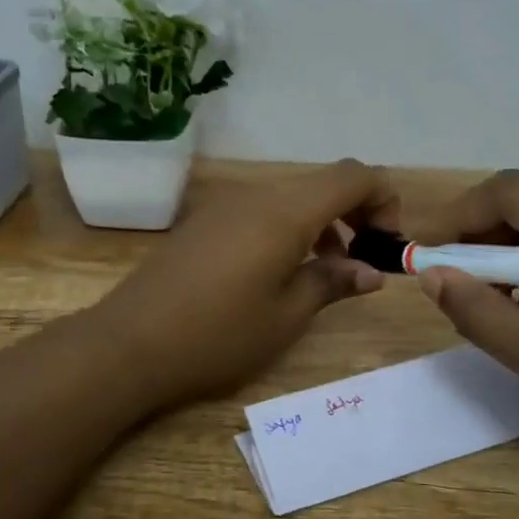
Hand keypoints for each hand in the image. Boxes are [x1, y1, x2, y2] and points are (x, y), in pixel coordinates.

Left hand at [95, 160, 396, 407]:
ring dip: (320, 224)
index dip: (384, 199)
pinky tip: (279, 272)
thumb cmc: (219, 334)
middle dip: (355, 213)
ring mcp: (225, 206)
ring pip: (291, 197)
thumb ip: (332, 283)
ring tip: (326, 272)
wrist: (131, 342)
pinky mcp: (204, 222)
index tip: (387, 244)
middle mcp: (257, 195)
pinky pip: (260, 211)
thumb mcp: (287, 315)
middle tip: (363, 261)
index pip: (353, 176)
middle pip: (322, 183)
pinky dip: (287, 229)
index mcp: (286, 212)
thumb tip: (371, 271)